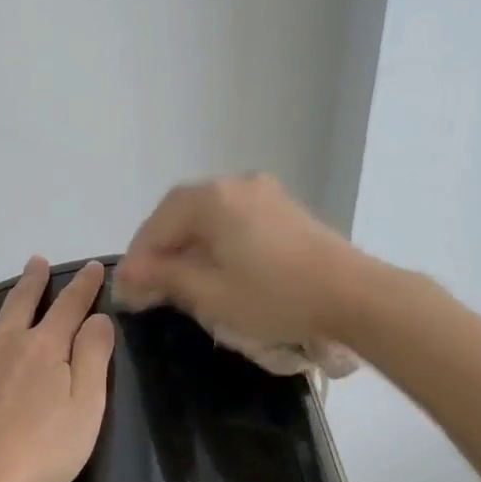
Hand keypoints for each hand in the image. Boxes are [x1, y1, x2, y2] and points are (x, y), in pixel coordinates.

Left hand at [0, 257, 114, 481]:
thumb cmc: (39, 453)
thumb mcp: (86, 409)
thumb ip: (93, 358)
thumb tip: (98, 317)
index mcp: (44, 347)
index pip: (70, 306)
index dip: (84, 284)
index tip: (93, 265)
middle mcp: (3, 340)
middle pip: (21, 300)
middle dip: (32, 279)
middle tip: (35, 260)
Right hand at [115, 175, 362, 347]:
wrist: (353, 294)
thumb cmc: (275, 296)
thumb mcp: (210, 293)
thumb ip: (164, 278)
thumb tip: (127, 274)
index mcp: (210, 199)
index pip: (156, 227)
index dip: (137, 261)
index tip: (127, 294)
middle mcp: (233, 184)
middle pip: (180, 215)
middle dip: (161, 250)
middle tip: (147, 287)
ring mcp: (262, 192)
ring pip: (207, 216)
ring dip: (187, 246)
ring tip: (179, 280)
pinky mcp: (283, 208)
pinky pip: (233, 219)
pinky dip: (215, 241)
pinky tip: (216, 268)